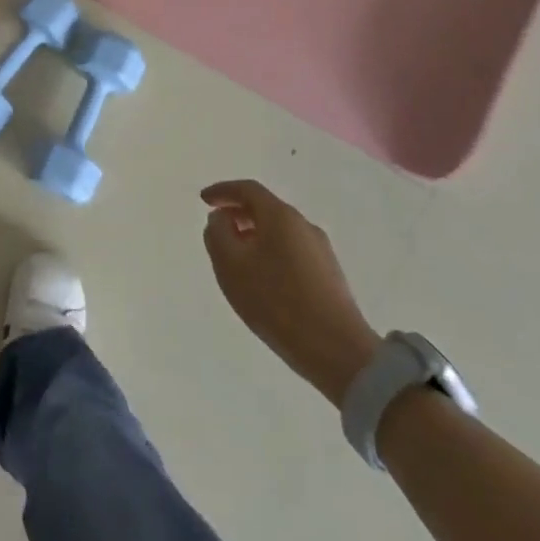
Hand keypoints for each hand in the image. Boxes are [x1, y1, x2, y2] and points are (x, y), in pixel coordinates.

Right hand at [201, 180, 381, 406]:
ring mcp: (321, 251)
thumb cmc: (275, 301)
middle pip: (266, 208)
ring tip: (236, 257)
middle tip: (217, 227)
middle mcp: (304, 226)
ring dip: (254, 235)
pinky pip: (291, 250)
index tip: (203, 199)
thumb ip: (218, 234)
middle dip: (238, 213)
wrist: (336, 351)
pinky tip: (262, 277)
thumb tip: (221, 218)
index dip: (222, 191)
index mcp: (281, 216)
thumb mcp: (231, 265)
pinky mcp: (329, 275)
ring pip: (279, 231)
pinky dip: (269, 252)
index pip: (248, 189)